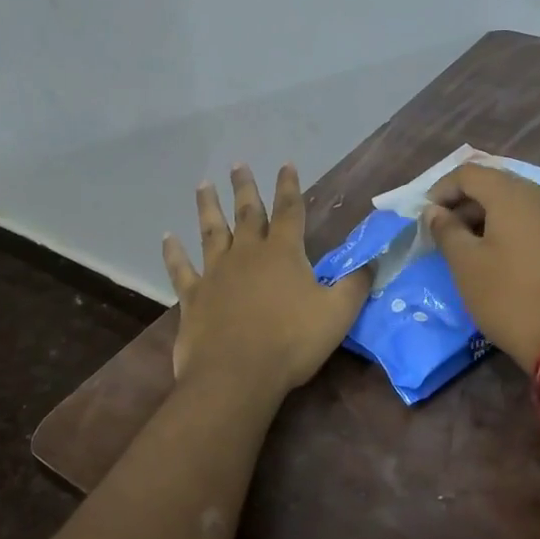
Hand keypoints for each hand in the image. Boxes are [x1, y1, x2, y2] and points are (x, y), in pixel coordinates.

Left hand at [163, 164, 371, 395]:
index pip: (289, 210)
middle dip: (245, 187)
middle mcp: (247, 254)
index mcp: (283, 253)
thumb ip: (355, 285)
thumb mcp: (338, 313)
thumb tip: (372, 262)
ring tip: (203, 185)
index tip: (286, 164)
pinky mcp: (194, 297)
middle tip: (238, 164)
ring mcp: (216, 273)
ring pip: (211, 232)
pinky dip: (173, 253)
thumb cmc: (292, 341)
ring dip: (208, 207)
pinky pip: (181, 269)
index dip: (289, 186)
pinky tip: (167, 237)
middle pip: (247, 213)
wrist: (237, 374)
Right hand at [424, 163, 539, 373]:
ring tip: (471, 245)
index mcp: (514, 195)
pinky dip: (513, 226)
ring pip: (519, 201)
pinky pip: (537, 219)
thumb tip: (435, 211)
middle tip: (446, 231)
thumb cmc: (508, 298)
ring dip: (490, 214)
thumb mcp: (466, 264)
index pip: (470, 173)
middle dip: (466, 201)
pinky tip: (502, 254)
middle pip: (497, 183)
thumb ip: (446, 230)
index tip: (427, 216)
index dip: (443, 189)